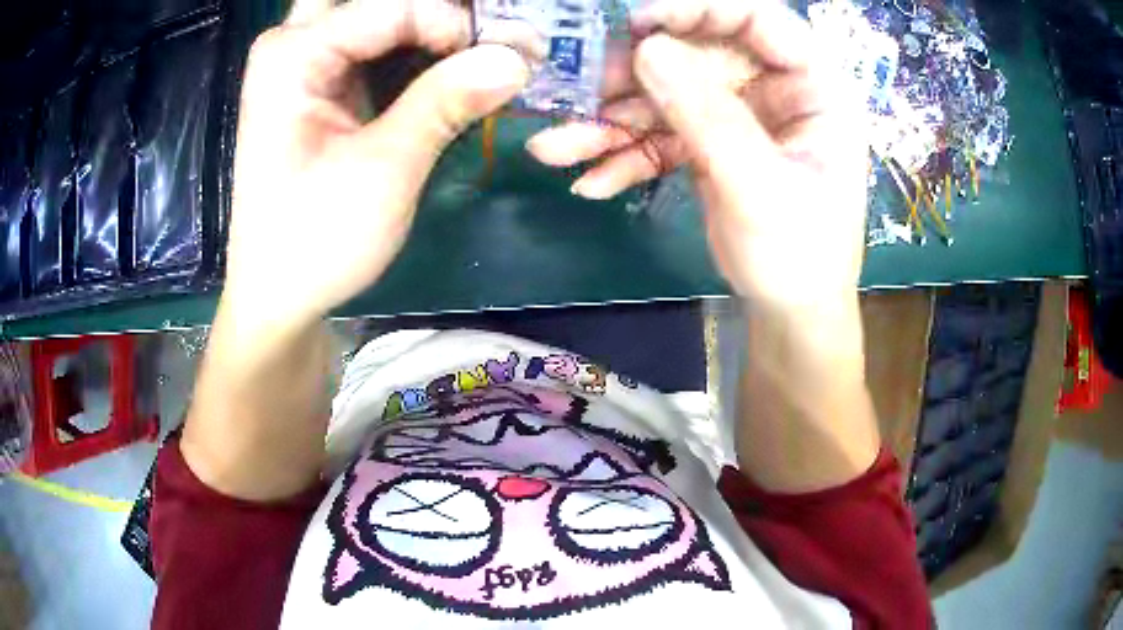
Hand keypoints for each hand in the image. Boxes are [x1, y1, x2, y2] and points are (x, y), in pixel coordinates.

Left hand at [224, 0, 529, 327]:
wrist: (277, 294)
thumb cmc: (315, 241)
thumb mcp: (383, 172)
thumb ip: (445, 102)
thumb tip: (519, 57)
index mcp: (293, 55)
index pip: (395, 6)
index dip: (459, 25)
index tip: (510, 61)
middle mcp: (293, 43)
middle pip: (380, 2)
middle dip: (437, 16)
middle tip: (484, 43)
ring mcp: (305, 60)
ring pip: (379, 14)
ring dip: (429, 28)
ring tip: (477, 53)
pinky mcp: (321, 83)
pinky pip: (376, 40)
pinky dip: (417, 46)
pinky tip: (449, 66)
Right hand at [527, 0, 866, 306]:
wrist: (790, 314)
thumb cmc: (800, 257)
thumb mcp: (760, 189)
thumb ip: (709, 118)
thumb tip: (648, 50)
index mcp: (812, 88)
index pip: (758, 19)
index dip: (698, 10)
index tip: (638, 23)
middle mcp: (774, 89)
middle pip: (698, 53)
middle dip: (636, 75)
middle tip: (581, 91)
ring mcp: (739, 115)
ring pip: (668, 95)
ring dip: (612, 122)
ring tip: (556, 148)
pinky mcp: (710, 142)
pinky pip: (661, 133)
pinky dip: (625, 155)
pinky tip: (592, 180)